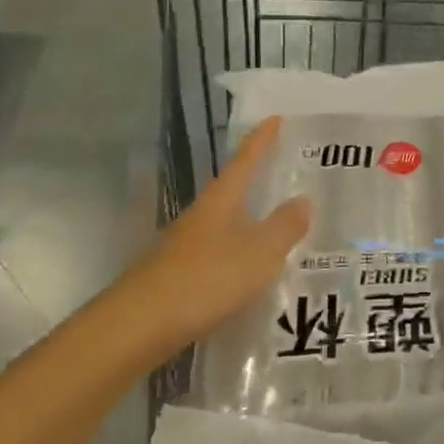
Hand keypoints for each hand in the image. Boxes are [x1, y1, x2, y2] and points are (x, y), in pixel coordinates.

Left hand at [123, 117, 310, 360]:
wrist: (140, 325)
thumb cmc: (206, 279)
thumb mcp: (258, 253)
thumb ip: (284, 227)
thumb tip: (302, 199)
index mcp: (220, 201)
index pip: (244, 161)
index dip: (261, 140)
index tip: (275, 118)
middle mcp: (200, 216)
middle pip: (230, 190)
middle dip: (254, 180)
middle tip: (282, 173)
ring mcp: (184, 246)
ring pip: (223, 223)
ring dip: (247, 221)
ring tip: (275, 226)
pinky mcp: (177, 275)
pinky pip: (216, 253)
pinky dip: (236, 254)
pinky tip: (248, 272)